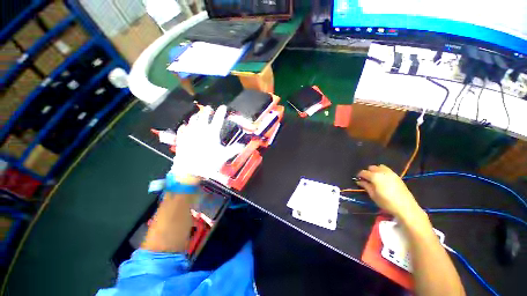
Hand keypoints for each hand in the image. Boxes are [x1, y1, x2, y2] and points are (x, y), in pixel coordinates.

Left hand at [170, 105, 243, 181]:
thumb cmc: (208, 163)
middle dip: (207, 111)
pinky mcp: (182, 139)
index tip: (223, 107)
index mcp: (212, 133)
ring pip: (192, 120)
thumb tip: (243, 145)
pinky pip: (183, 129)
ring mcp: (189, 133)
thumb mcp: (224, 156)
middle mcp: (200, 130)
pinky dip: (185, 126)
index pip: (218, 119)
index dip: (221, 112)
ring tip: (198, 114)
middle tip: (209, 107)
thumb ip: (233, 149)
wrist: (189, 171)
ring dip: (196, 116)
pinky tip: (185, 126)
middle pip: (203, 116)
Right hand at [356, 165, 423, 219]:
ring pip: (380, 167)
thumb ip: (365, 186)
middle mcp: (382, 172)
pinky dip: (382, 172)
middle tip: (367, 180)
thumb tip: (359, 181)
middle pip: (372, 167)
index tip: (358, 180)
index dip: (359, 175)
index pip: (363, 172)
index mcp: (375, 176)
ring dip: (376, 171)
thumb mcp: (373, 195)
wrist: (406, 207)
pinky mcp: (397, 176)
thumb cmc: (386, 202)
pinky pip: (387, 170)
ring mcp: (391, 173)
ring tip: (375, 179)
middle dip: (368, 172)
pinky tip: (383, 180)